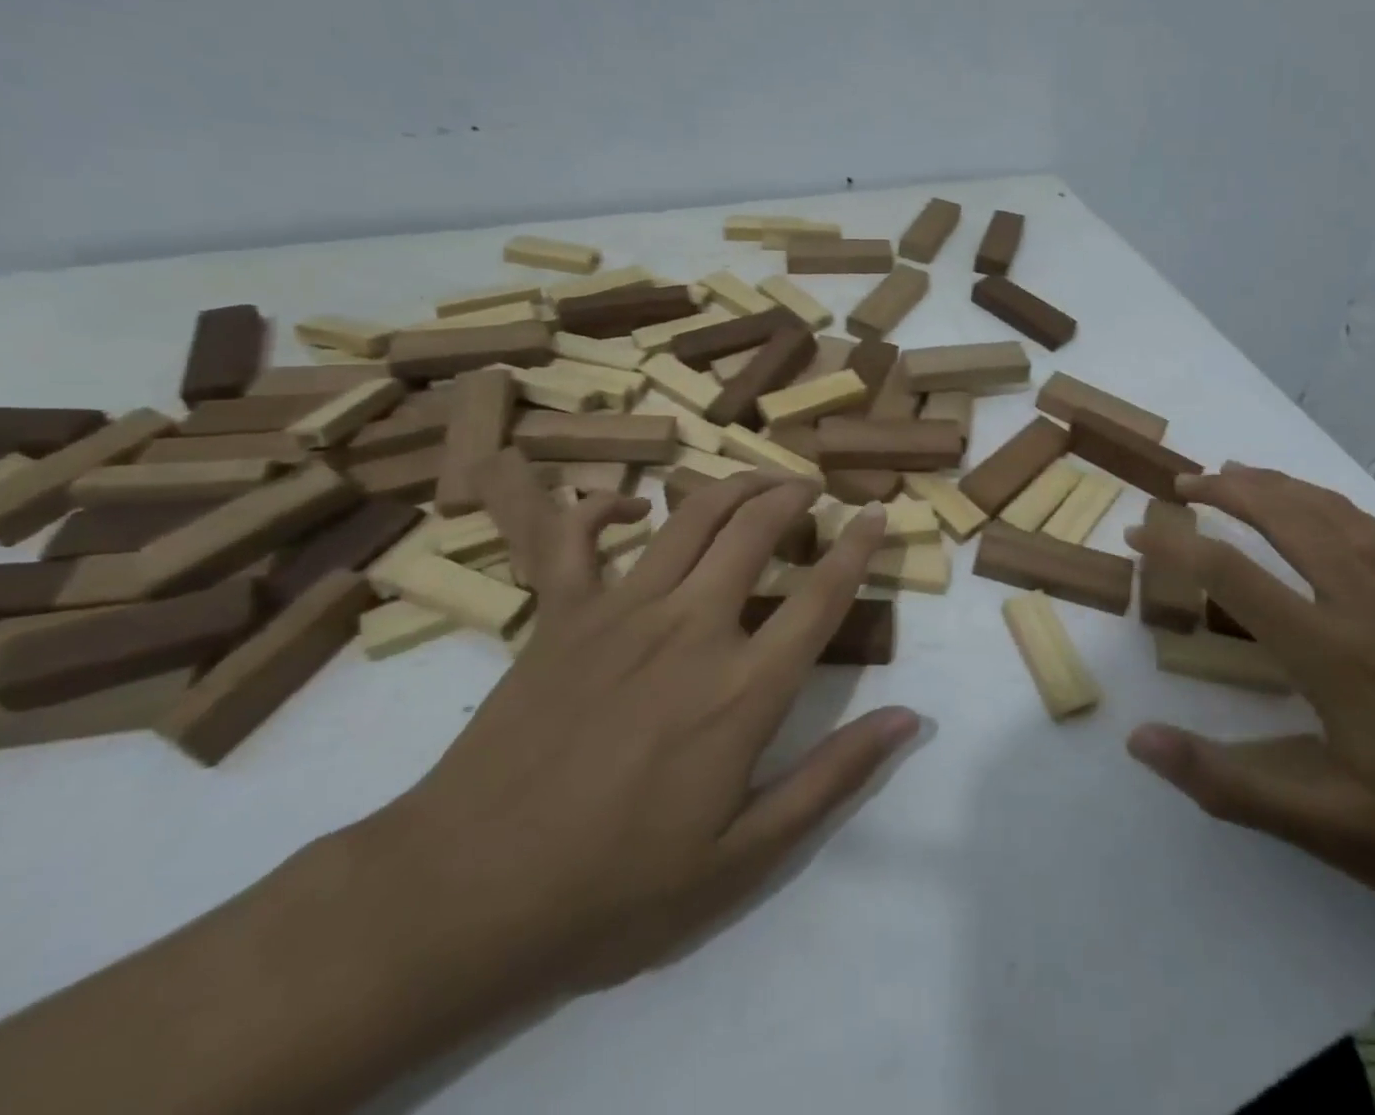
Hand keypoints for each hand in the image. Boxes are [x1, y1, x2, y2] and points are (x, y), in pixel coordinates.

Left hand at [367, 451, 919, 997]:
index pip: (821, 596)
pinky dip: (603, 507)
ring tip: (758, 479)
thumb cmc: (616, 887)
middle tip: (812, 488)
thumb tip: (909, 720)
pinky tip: (629, 504)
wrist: (465, 896)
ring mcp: (621, 612)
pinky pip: (577, 537)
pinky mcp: (560, 614)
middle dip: (794, 496)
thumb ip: (832, 778)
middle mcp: (691, 628)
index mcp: (743, 689)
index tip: (877, 515)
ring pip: (690, 517)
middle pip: (756, 530)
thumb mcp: (743, 856)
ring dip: (732, 485)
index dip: (857, 547)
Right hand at [1127, 464, 1374, 943]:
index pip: (1232, 573)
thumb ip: (1229, 783)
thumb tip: (1138, 740)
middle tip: (1184, 484)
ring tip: (1240, 473)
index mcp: (1334, 653)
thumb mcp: (1335, 831)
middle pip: (1286, 517)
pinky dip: (1339, 506)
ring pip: (1335, 512)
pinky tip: (1330, 514)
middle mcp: (1370, 604)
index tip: (1136, 532)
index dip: (1174, 545)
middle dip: (1227, 489)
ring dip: (1280, 485)